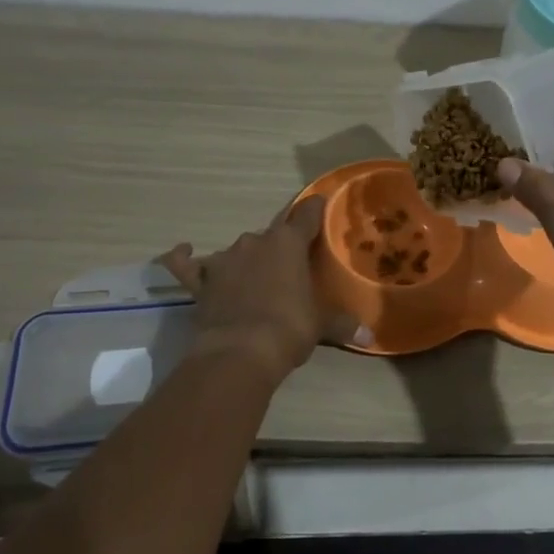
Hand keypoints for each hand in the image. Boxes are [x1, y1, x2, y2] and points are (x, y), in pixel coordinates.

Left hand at [161, 197, 370, 383]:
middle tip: (290, 267)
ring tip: (254, 278)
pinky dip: (183, 257)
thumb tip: (370, 336)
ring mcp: (224, 260)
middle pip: (271, 235)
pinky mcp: (201, 282)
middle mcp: (255, 242)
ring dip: (246, 260)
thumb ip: (343, 325)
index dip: (314, 209)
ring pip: (237, 250)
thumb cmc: (289, 329)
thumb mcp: (321, 326)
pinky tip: (183, 250)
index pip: (306, 216)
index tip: (320, 201)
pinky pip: (186, 265)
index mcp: (288, 244)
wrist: (240, 352)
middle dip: (280, 247)